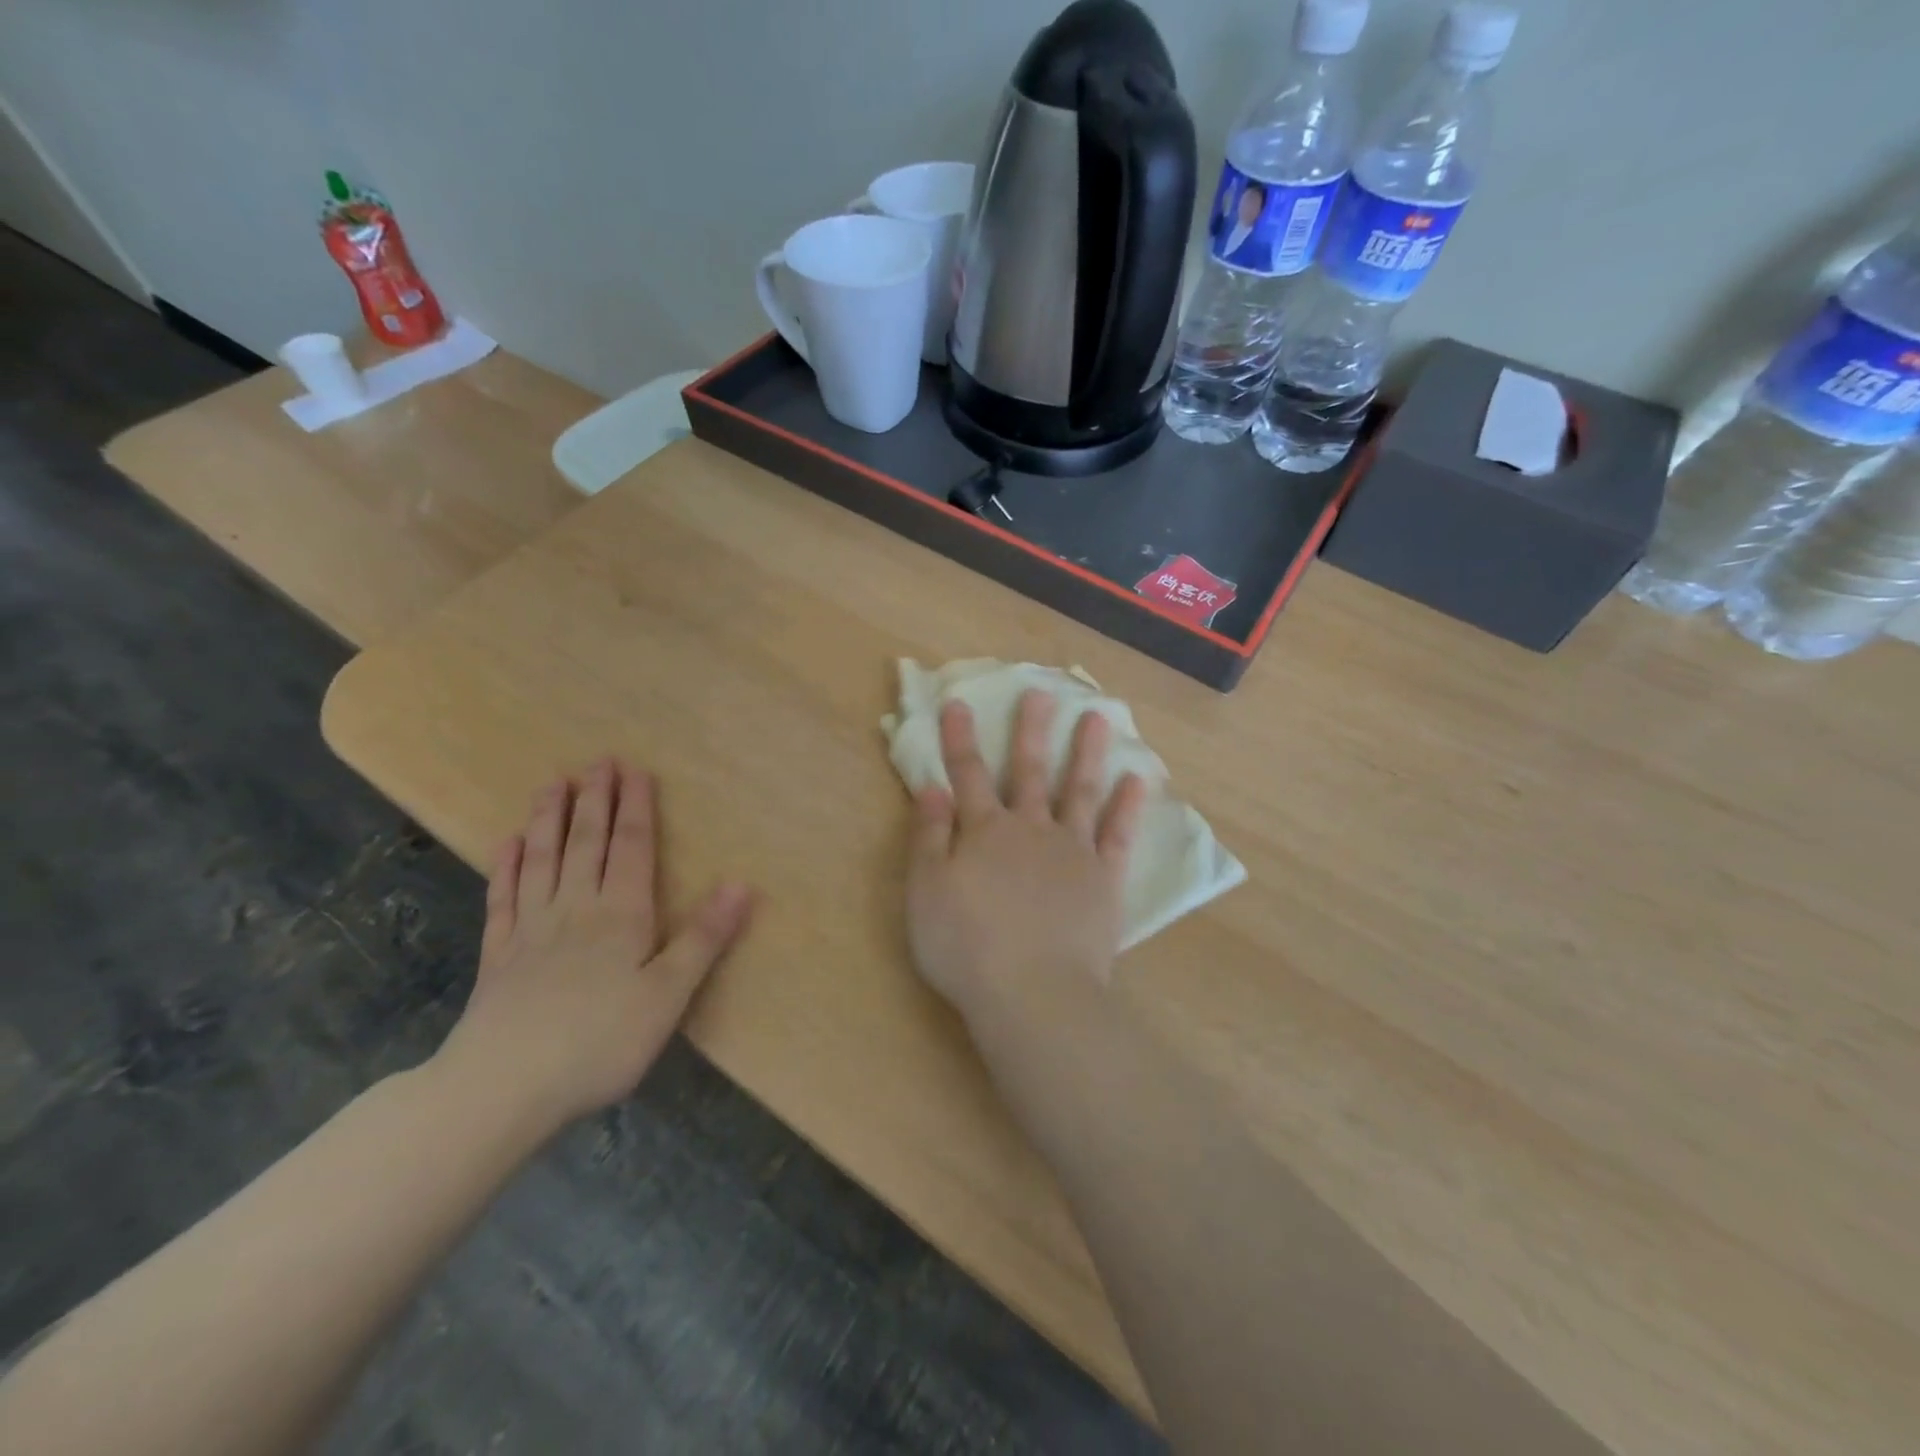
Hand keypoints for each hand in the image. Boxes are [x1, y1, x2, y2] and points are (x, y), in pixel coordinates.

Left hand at [436, 759, 754, 1129]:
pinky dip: (506, 866)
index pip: (632, 849)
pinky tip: (508, 844)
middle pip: (586, 843)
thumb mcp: (669, 994)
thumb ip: (703, 937)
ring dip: (550, 819)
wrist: (503, 1087)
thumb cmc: (600, 1042)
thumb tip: (741, 884)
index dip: (636, 808)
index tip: (635, 771)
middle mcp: (575, 909)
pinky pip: (503, 898)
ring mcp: (531, 929)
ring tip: (554, 784)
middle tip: (598, 761)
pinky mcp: (498, 956)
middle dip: (595, 800)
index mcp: (621, 915)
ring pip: (542, 860)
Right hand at [906, 690, 1146, 1023]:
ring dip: (1087, 753)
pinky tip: (1137, 779)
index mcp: (986, 832)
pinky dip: (1128, 806)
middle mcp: (1031, 830)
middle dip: (1031, 730)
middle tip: (1041, 692)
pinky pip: (1119, 835)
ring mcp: (1074, 851)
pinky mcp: (1105, 879)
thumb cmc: (967, 946)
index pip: (968, 775)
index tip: (960, 703)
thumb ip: (929, 837)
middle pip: (1029, 771)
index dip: (960, 739)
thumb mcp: (926, 892)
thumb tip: (931, 787)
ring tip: (1100, 718)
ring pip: (1080, 791)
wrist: (1033, 994)